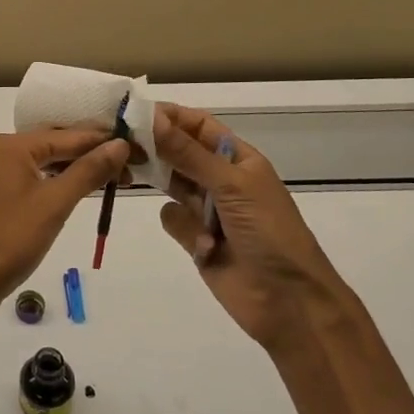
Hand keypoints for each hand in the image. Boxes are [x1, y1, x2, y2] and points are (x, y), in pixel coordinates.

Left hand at [0, 130, 129, 333]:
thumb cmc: (10, 240)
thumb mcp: (54, 204)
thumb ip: (88, 171)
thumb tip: (119, 144)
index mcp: (12, 146)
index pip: (69, 136)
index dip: (105, 142)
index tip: (138, 148)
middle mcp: (0, 152)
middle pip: (56, 146)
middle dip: (93, 155)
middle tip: (132, 167)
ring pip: (44, 164)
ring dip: (77, 171)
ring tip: (114, 180)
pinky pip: (33, 180)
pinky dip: (58, 184)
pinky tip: (79, 193)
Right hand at [152, 103, 341, 351]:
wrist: (288, 301)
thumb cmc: (268, 232)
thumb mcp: (230, 185)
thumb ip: (187, 153)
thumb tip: (152, 117)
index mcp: (238, 158)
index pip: (197, 125)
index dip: (169, 116)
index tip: (134, 112)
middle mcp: (220, 178)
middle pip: (179, 152)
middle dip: (156, 149)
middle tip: (124, 145)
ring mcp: (207, 209)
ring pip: (170, 185)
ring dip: (169, 191)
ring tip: (165, 194)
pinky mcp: (195, 238)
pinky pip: (171, 218)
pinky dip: (183, 229)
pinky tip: (203, 247)